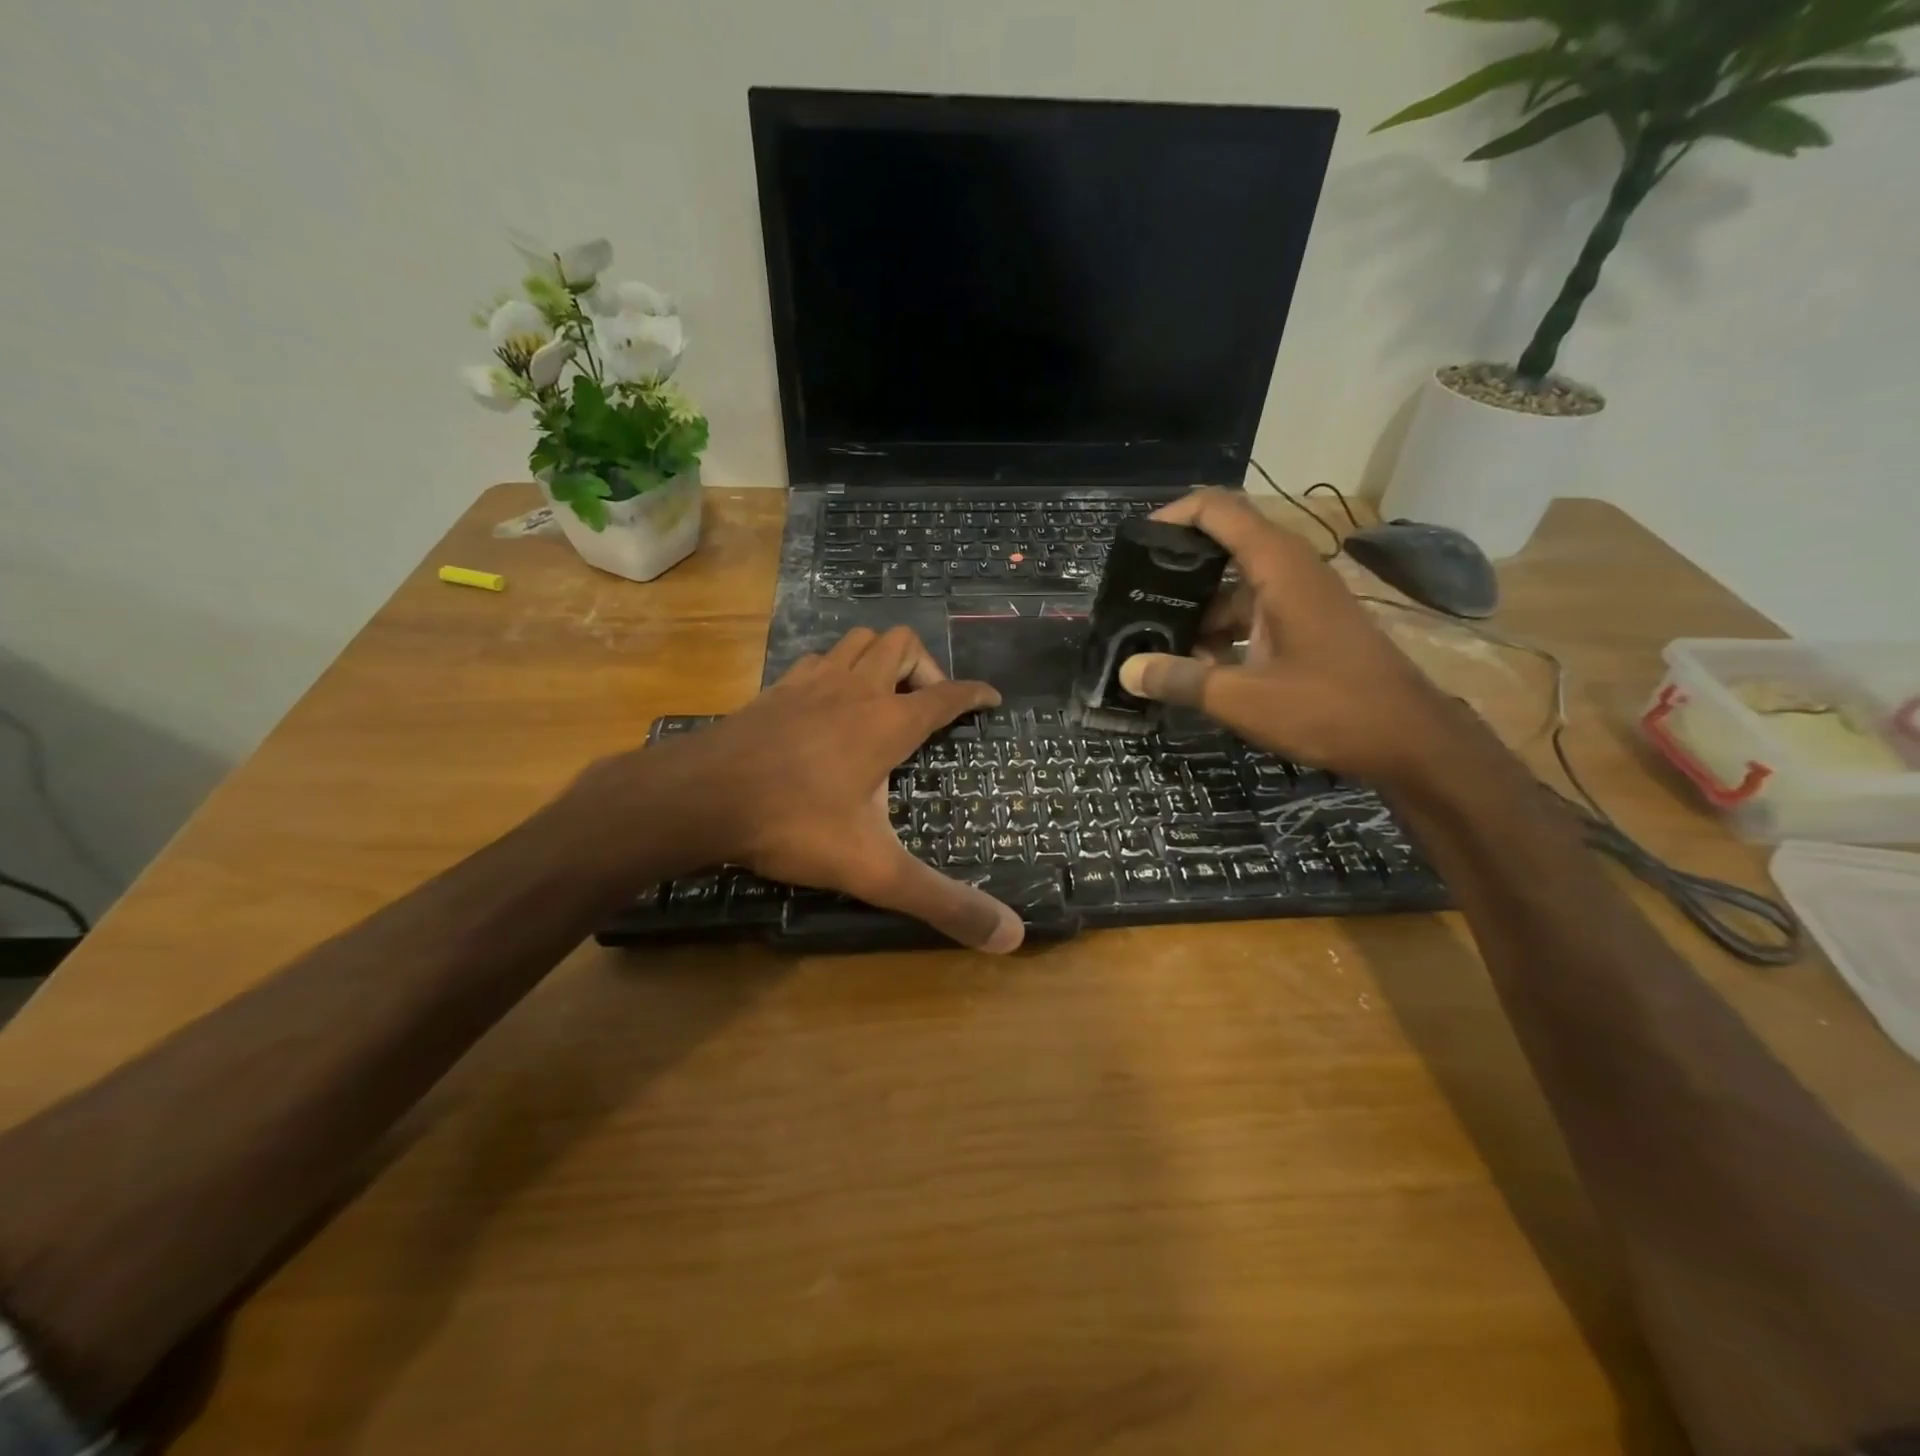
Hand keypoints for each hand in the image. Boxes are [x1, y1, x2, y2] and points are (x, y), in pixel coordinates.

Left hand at [583, 626, 1023, 952]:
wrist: (699, 797)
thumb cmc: (794, 824)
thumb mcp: (875, 870)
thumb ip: (941, 902)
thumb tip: (1011, 937)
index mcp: (888, 723)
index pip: (947, 695)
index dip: (975, 695)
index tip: (991, 700)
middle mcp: (855, 690)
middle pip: (902, 644)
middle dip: (926, 667)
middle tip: (927, 709)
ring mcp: (810, 684)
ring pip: (856, 641)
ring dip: (879, 659)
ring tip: (883, 699)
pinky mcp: (774, 692)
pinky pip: (816, 661)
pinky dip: (835, 671)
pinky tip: (826, 705)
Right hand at [1116, 489, 1457, 782]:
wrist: (1411, 740)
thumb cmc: (1329, 708)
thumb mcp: (1242, 699)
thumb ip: (1180, 680)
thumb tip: (1126, 671)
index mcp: (1277, 567)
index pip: (1219, 509)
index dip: (1174, 515)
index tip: (1135, 544)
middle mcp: (1290, 570)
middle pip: (1223, 546)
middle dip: (1176, 570)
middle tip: (1134, 599)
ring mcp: (1302, 598)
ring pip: (1235, 587)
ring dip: (1197, 611)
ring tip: (1155, 642)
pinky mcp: (1307, 625)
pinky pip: (1253, 613)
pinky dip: (1222, 632)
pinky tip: (1196, 667)